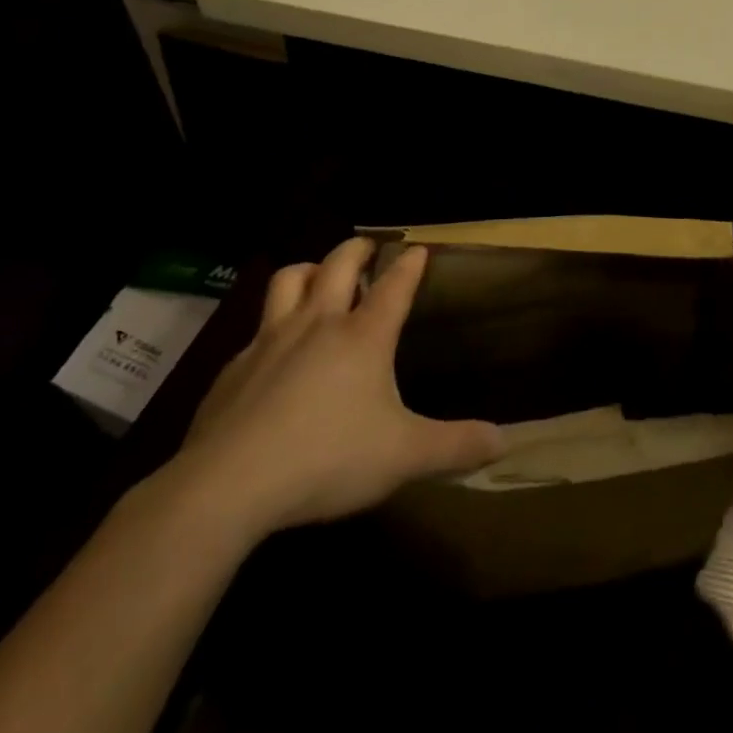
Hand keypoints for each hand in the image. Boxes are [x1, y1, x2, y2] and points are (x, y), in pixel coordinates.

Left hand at [172, 238, 503, 537]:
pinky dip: (272, 325)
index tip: (418, 249)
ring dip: (308, 269)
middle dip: (356, 249)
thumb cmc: (328, 459)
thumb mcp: (404, 457)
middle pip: (336, 265)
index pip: (394, 286)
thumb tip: (503, 441)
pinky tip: (274, 352)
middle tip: (368, 248)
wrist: (229, 484)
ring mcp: (269, 341)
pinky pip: (256, 329)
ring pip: (287, 280)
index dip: (409, 264)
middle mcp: (316, 324)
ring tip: (318, 275)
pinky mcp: (234, 367)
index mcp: (362, 337)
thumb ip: (455, 446)